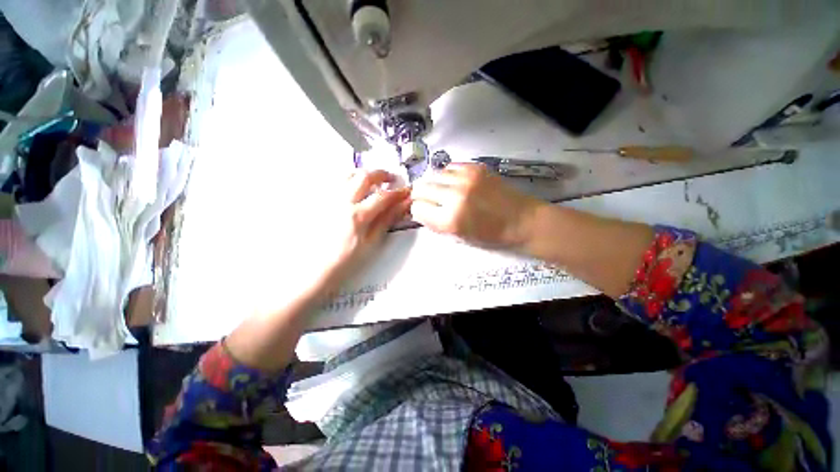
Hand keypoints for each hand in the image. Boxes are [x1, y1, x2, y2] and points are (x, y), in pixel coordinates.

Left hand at [325, 170, 410, 281]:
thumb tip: (403, 205)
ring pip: (347, 174)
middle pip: (364, 176)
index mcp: (357, 215)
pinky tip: (353, 190)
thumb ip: (387, 220)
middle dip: (381, 174)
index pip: (383, 196)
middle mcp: (341, 202)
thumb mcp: (372, 243)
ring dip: (363, 174)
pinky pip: (335, 182)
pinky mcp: (318, 201)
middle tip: (391, 179)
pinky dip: (349, 180)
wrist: (315, 268)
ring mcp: (328, 199)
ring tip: (372, 183)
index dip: (398, 192)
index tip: (407, 191)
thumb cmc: (347, 260)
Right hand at [410, 163, 544, 249]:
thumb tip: (419, 211)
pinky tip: (455, 183)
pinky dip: (447, 176)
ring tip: (443, 191)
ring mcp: (465, 179)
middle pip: (420, 188)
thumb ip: (435, 224)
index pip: (417, 209)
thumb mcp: (458, 238)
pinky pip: (449, 167)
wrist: (522, 220)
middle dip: (420, 196)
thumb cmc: (491, 235)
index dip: (418, 211)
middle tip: (427, 200)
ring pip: (433, 175)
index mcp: (450, 220)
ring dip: (433, 184)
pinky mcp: (475, 167)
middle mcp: (454, 196)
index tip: (423, 212)